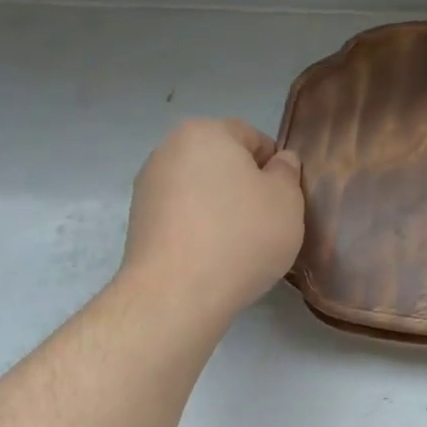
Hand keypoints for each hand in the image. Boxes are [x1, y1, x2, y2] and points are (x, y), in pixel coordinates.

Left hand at [118, 118, 304, 323]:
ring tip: (239, 244)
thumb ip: (287, 172)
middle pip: (222, 163)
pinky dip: (200, 230)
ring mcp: (148, 188)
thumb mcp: (287, 199)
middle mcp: (169, 150)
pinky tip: (215, 258)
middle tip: (267, 222)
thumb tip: (279, 163)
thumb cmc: (241, 235)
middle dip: (245, 186)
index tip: (285, 198)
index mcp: (205, 132)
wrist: (177, 293)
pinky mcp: (138, 224)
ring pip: (201, 191)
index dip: (276, 166)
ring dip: (222, 209)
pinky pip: (183, 217)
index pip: (252, 137)